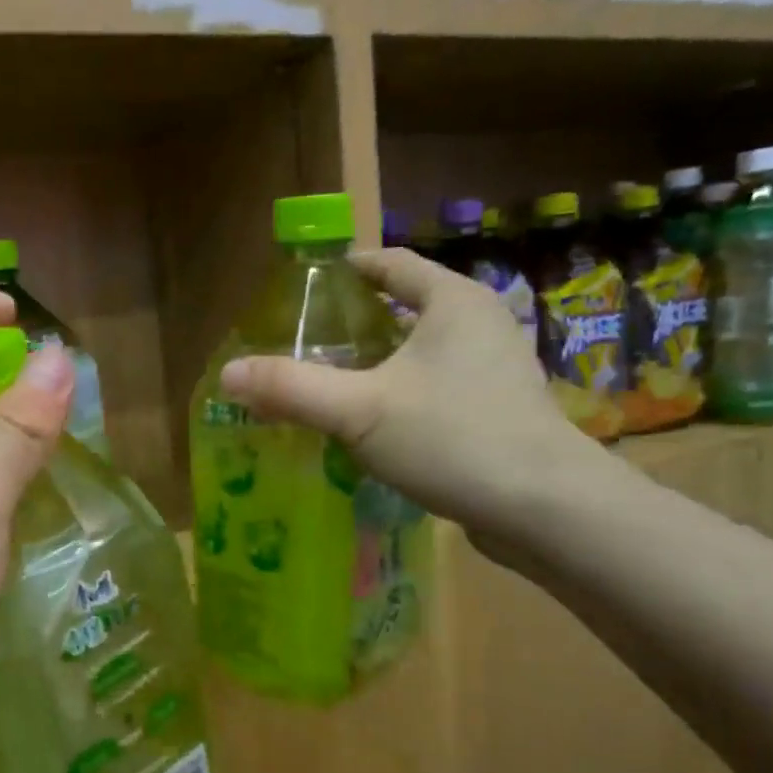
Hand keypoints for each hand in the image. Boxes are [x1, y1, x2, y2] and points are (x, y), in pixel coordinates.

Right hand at [218, 249, 608, 543]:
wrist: (544, 509)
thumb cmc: (453, 439)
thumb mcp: (359, 410)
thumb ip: (292, 388)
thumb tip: (227, 373)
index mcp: (453, 302)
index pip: (392, 263)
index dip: (347, 269)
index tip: (306, 288)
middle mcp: (480, 324)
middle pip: (407, 307)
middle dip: (356, 323)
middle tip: (305, 344)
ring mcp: (495, 369)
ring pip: (422, 352)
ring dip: (378, 363)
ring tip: (330, 385)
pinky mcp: (499, 411)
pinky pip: (437, 387)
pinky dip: (402, 394)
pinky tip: (373, 427)